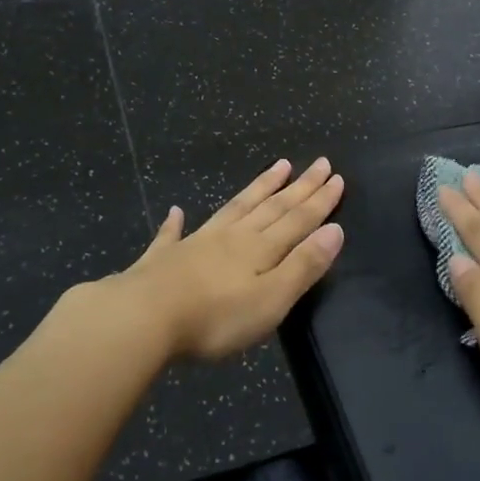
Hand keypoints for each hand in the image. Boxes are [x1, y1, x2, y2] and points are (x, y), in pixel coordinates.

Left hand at [113, 157, 345, 359]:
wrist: (143, 317)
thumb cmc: (216, 317)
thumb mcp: (271, 298)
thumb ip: (303, 265)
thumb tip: (334, 230)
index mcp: (260, 248)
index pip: (298, 218)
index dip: (319, 200)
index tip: (336, 177)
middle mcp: (232, 237)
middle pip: (272, 206)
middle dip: (299, 186)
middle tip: (319, 163)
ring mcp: (196, 244)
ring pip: (234, 209)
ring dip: (258, 188)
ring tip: (277, 167)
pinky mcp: (163, 259)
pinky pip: (172, 235)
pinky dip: (176, 223)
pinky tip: (176, 212)